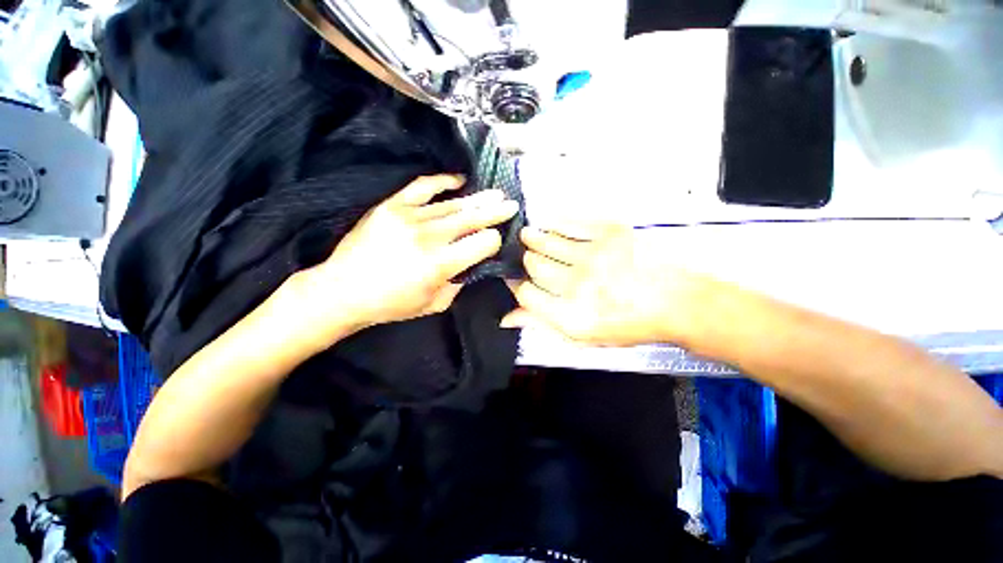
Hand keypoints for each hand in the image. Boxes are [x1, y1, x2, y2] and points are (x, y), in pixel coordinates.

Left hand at [290, 175, 518, 342]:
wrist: (343, 290)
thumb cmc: (391, 304)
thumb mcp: (435, 304)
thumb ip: (459, 282)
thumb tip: (473, 261)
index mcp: (440, 264)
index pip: (482, 243)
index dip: (493, 241)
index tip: (495, 241)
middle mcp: (428, 236)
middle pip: (472, 219)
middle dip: (495, 212)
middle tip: (511, 204)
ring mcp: (408, 217)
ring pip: (453, 205)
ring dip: (477, 200)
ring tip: (495, 194)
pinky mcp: (392, 206)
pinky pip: (422, 187)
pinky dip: (443, 182)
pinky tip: (459, 180)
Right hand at [502, 222, 701, 346]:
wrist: (677, 302)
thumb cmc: (629, 324)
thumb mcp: (583, 337)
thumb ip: (542, 324)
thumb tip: (506, 317)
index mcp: (571, 316)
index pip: (526, 294)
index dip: (516, 285)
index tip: (515, 278)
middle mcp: (578, 286)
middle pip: (534, 265)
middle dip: (524, 261)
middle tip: (524, 257)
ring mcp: (594, 256)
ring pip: (547, 243)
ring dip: (532, 238)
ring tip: (527, 236)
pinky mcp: (610, 233)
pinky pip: (570, 223)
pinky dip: (553, 223)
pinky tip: (546, 224)